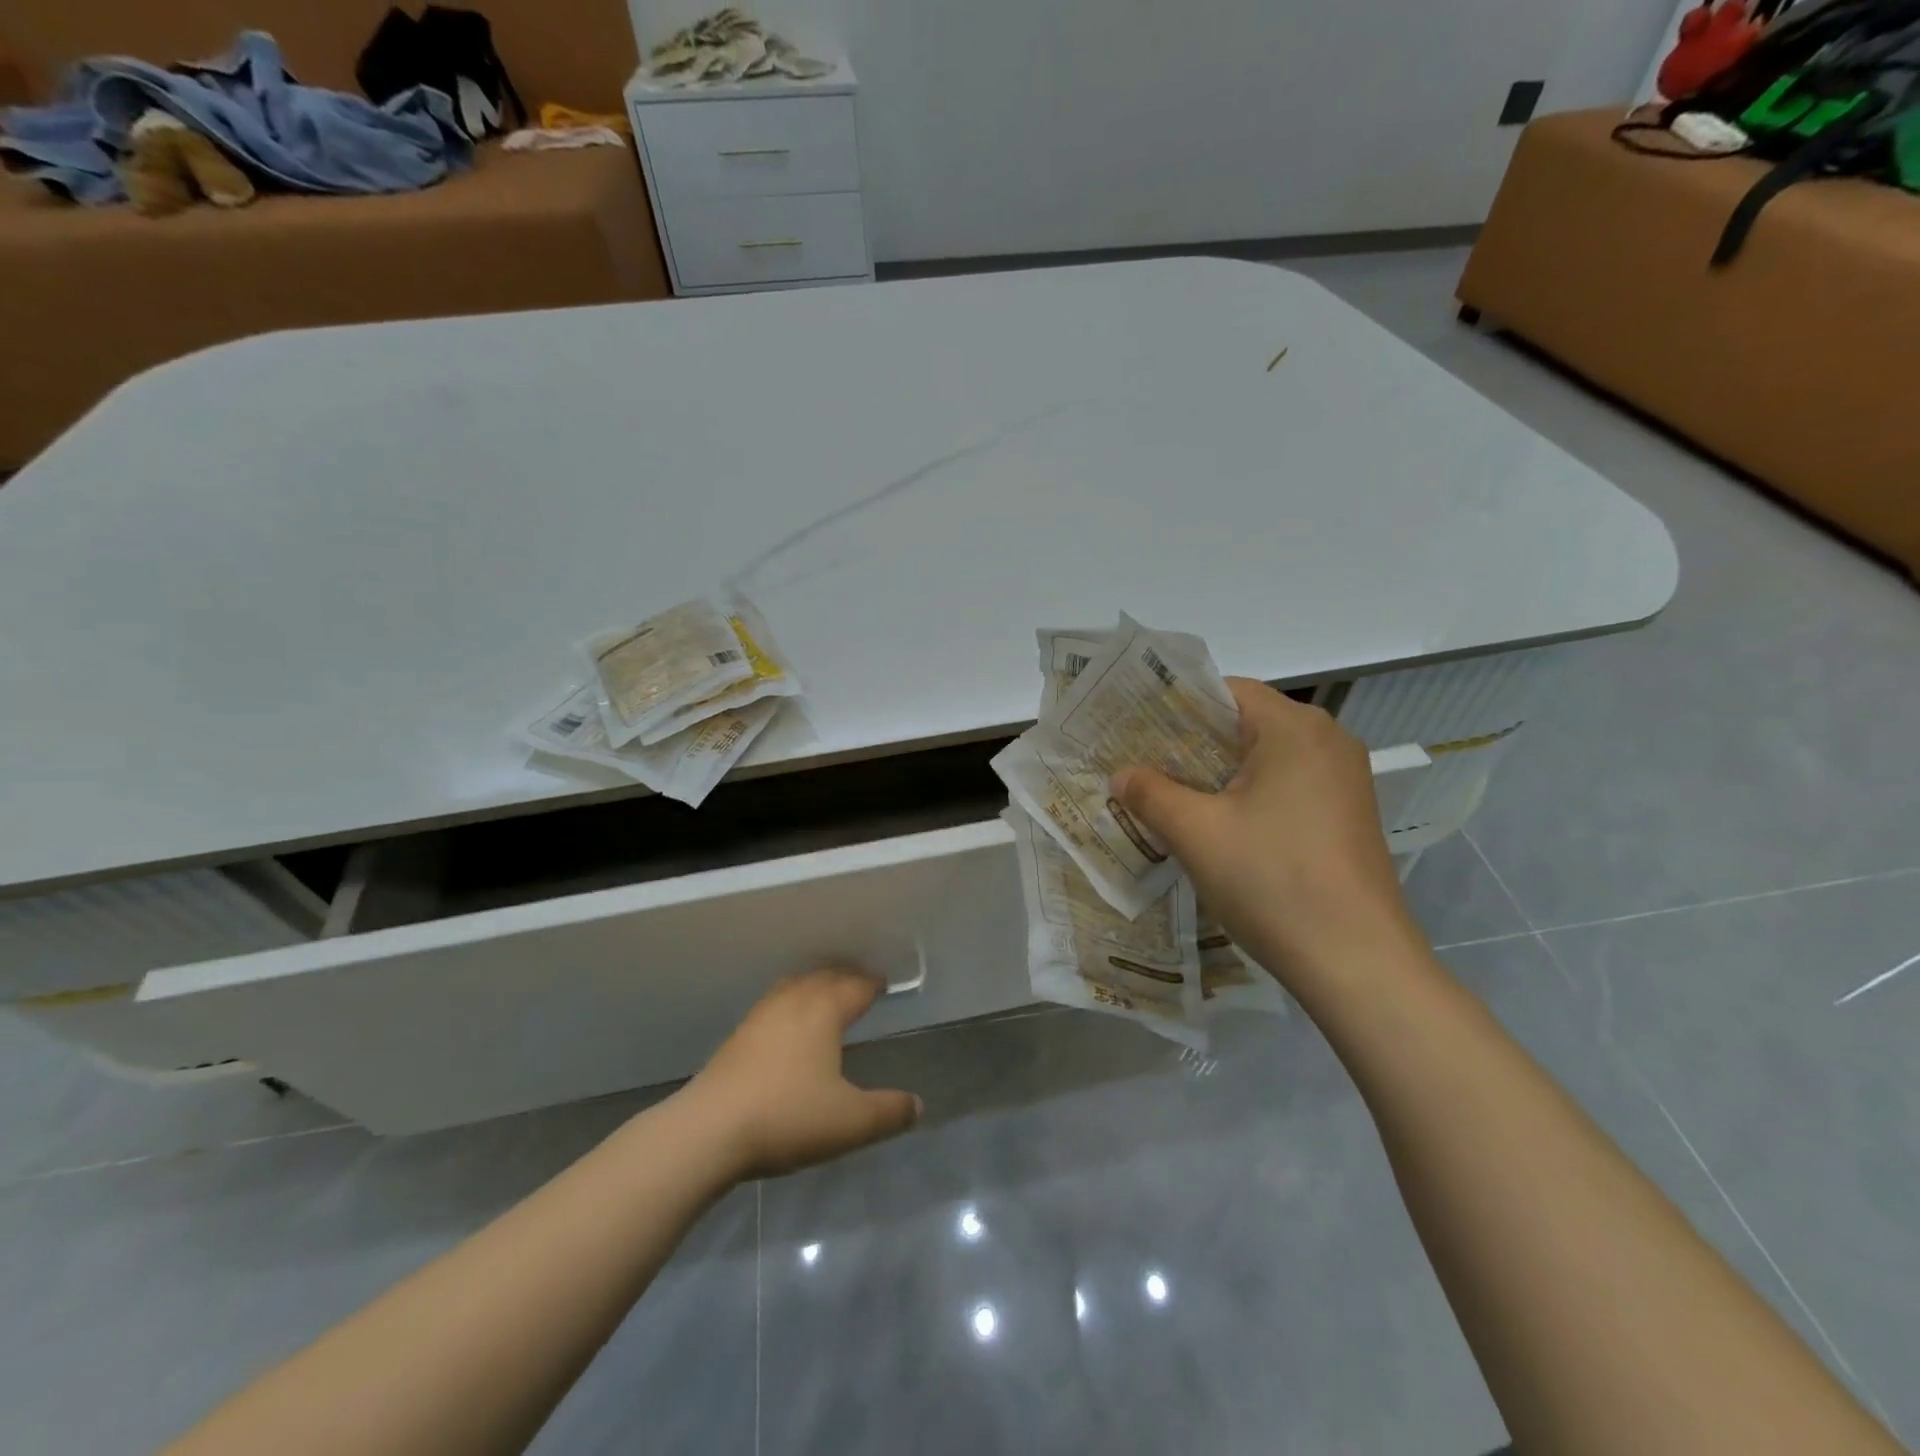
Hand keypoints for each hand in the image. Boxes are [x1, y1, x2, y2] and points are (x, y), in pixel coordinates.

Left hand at [681, 967, 922, 1179]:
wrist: (709, 1130)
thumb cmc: (787, 1117)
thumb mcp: (850, 1122)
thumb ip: (888, 1112)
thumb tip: (917, 1105)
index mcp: (824, 1010)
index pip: (855, 985)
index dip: (872, 984)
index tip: (884, 984)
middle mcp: (794, 1001)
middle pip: (824, 976)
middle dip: (845, 977)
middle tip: (860, 983)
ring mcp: (761, 1016)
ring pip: (795, 985)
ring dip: (815, 984)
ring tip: (826, 995)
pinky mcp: (738, 1036)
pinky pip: (775, 1003)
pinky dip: (792, 1001)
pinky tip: (788, 1025)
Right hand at [1111, 679, 1423, 993]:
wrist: (1357, 963)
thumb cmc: (1272, 882)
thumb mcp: (1197, 834)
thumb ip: (1151, 793)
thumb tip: (1120, 775)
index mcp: (1295, 728)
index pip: (1225, 691)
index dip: (1175, 706)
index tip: (1135, 730)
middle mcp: (1327, 741)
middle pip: (1244, 723)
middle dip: (1190, 743)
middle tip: (1141, 763)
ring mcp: (1343, 780)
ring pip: (1264, 758)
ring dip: (1216, 773)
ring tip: (1168, 795)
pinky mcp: (1346, 814)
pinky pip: (1286, 786)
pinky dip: (1247, 795)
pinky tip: (1216, 825)